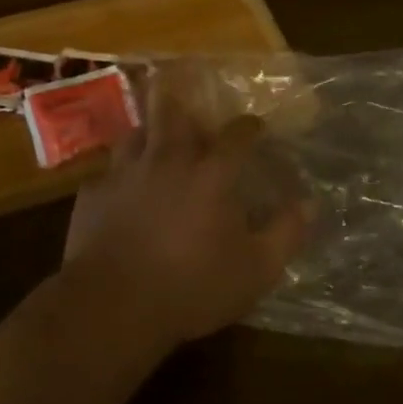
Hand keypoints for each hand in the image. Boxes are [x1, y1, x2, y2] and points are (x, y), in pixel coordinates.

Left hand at [59, 75, 308, 352]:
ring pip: (135, 134)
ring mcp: (125, 173)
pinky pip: (106, 172)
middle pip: (173, 113)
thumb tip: (309, 204)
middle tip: (188, 102)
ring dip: (147, 133)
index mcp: (211, 174)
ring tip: (152, 140)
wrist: (114, 304)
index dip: (248, 127)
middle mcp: (168, 160)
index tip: (255, 126)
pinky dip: (117, 175)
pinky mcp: (92, 194)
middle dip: (182, 100)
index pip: (236, 135)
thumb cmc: (192, 286)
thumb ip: (286, 233)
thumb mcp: (256, 270)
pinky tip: (118, 189)